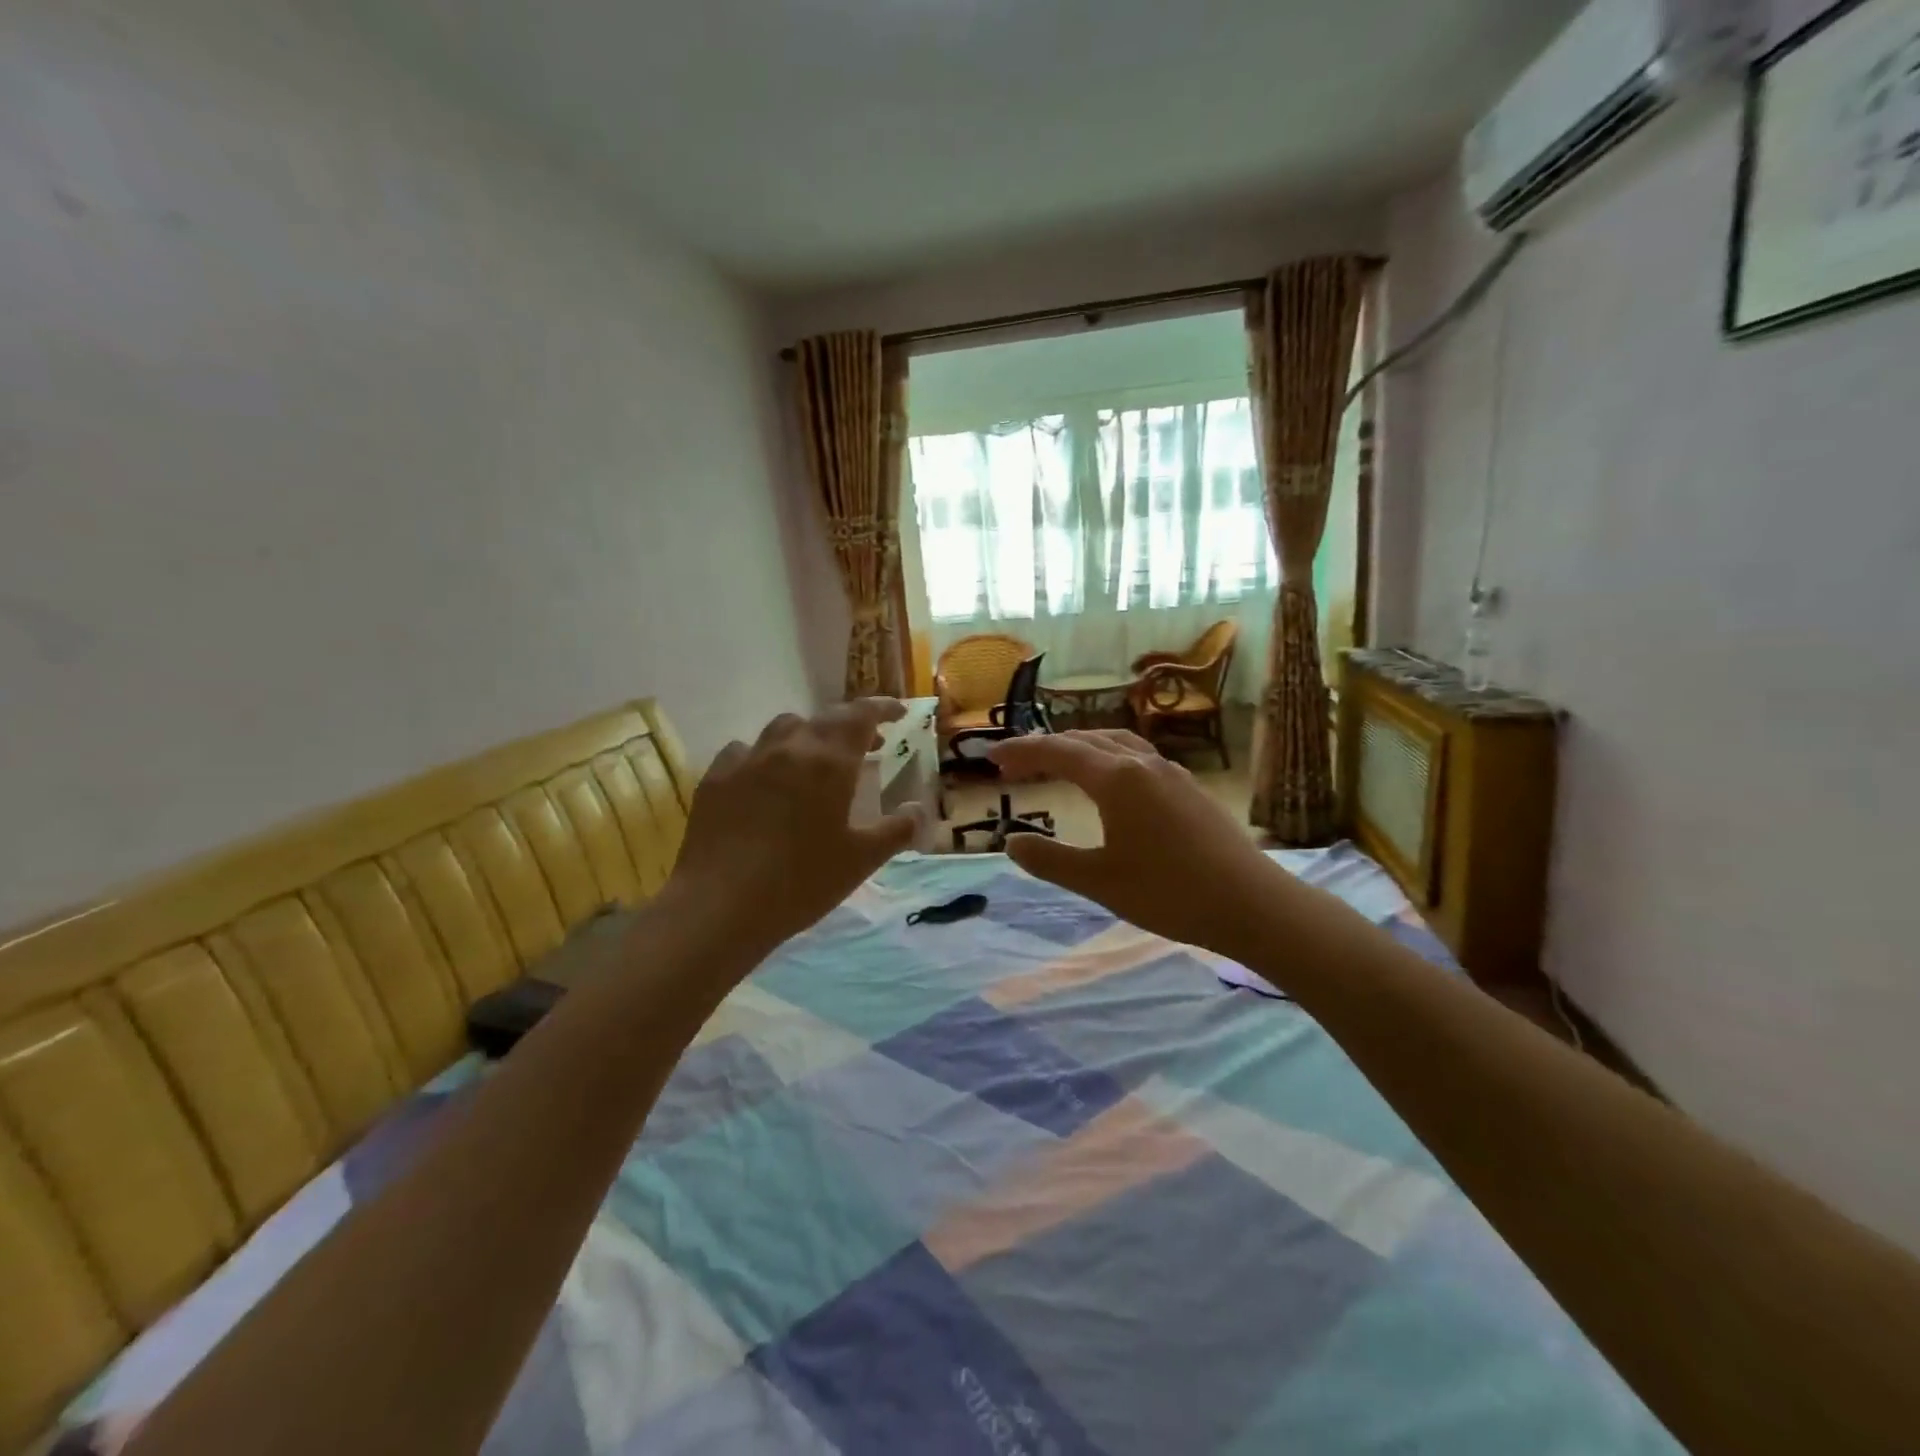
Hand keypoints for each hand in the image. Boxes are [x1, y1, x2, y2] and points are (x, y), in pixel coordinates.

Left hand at [662, 700, 918, 955]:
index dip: (883, 708)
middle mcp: (789, 748)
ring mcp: (748, 760)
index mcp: (829, 762)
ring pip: (784, 728)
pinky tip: (764, 778)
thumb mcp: (861, 860)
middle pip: (825, 718)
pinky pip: (745, 750)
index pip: (861, 715)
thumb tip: (918, 809)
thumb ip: (896, 830)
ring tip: (816, 759)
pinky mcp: (715, 778)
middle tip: (869, 744)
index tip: (899, 714)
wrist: (720, 905)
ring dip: (808, 735)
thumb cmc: (801, 882)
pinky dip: (765, 755)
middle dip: (852, 724)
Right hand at [985, 730, 1282, 956]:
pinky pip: (1137, 756)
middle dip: (1046, 747)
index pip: (1058, 752)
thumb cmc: (1169, 893)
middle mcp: (1143, 764)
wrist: (1252, 904)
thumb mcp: (1098, 882)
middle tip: (1014, 764)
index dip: (1022, 752)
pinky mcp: (1190, 789)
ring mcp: (1171, 773)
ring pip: (1116, 743)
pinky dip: (1108, 757)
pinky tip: (1110, 781)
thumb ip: (1050, 860)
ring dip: (1080, 747)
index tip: (992, 759)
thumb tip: (1011, 842)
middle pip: (1086, 740)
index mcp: (1117, 779)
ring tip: (1057, 762)